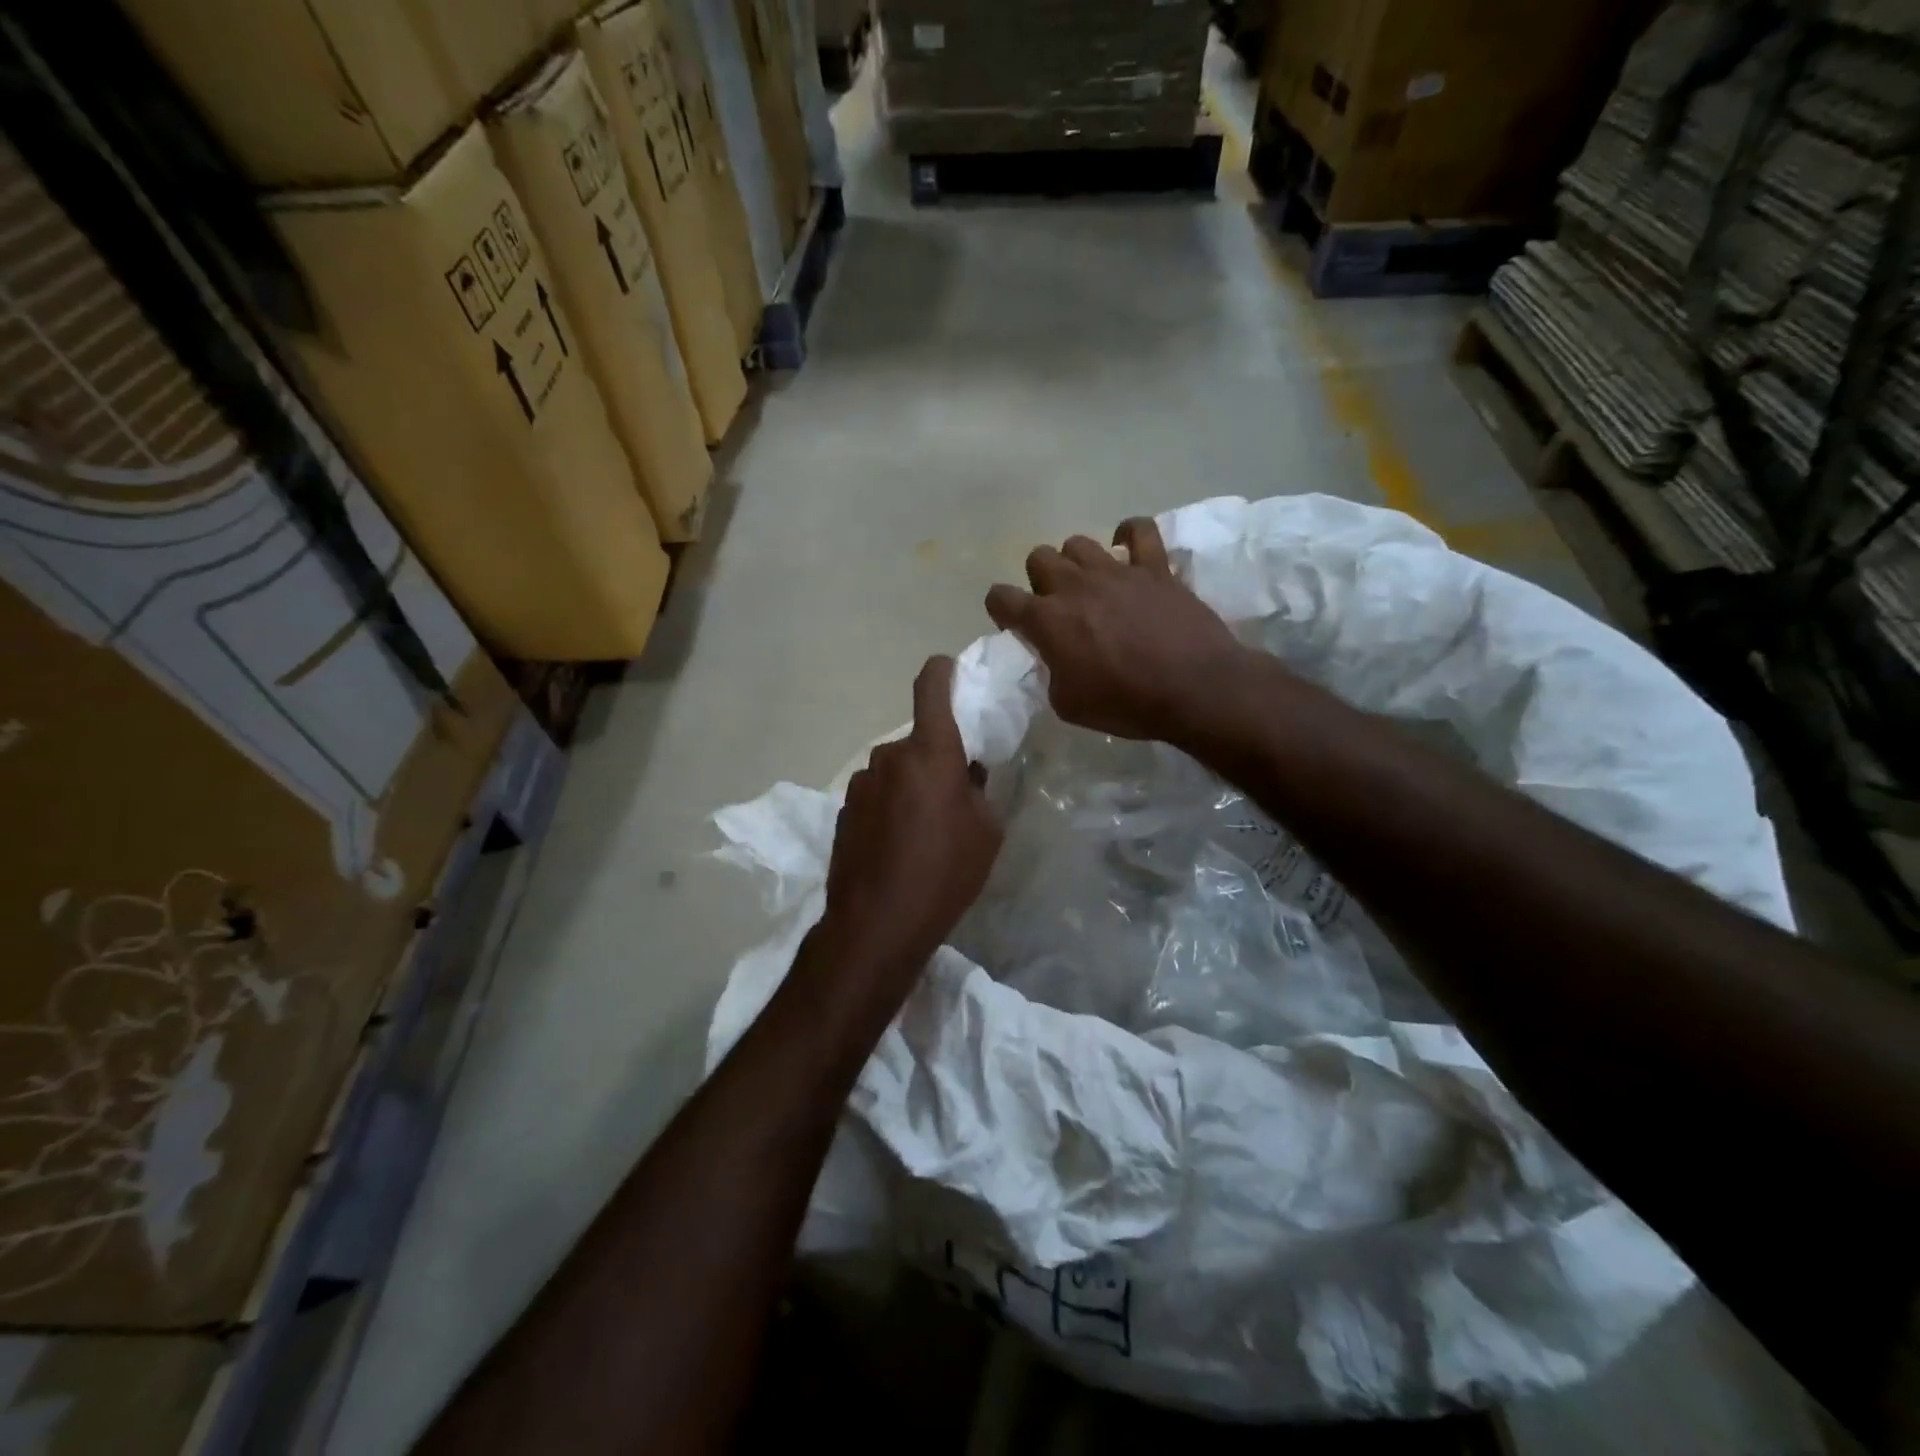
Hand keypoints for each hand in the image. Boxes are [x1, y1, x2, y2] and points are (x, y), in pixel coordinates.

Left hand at [814, 657, 1002, 1009]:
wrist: (877, 923)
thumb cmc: (945, 873)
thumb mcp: (986, 832)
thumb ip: (978, 790)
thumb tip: (966, 774)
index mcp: (931, 753)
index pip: (931, 689)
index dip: (941, 672)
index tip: (948, 667)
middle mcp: (890, 757)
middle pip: (917, 741)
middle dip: (936, 758)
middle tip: (954, 795)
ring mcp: (861, 783)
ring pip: (895, 770)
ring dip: (911, 785)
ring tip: (924, 829)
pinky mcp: (843, 810)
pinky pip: (876, 794)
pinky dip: (890, 806)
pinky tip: (898, 845)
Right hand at [985, 518, 1249, 744]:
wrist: (1194, 689)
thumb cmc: (1126, 704)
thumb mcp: (1068, 704)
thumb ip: (1051, 674)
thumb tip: (1055, 660)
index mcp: (1047, 620)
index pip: (1001, 597)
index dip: (1001, 610)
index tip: (1016, 626)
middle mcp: (1074, 586)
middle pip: (1038, 558)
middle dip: (1040, 581)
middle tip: (1057, 607)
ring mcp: (1115, 571)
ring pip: (1078, 543)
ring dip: (1077, 563)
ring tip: (1091, 585)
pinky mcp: (1154, 567)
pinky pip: (1138, 530)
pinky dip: (1129, 535)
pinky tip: (1127, 551)